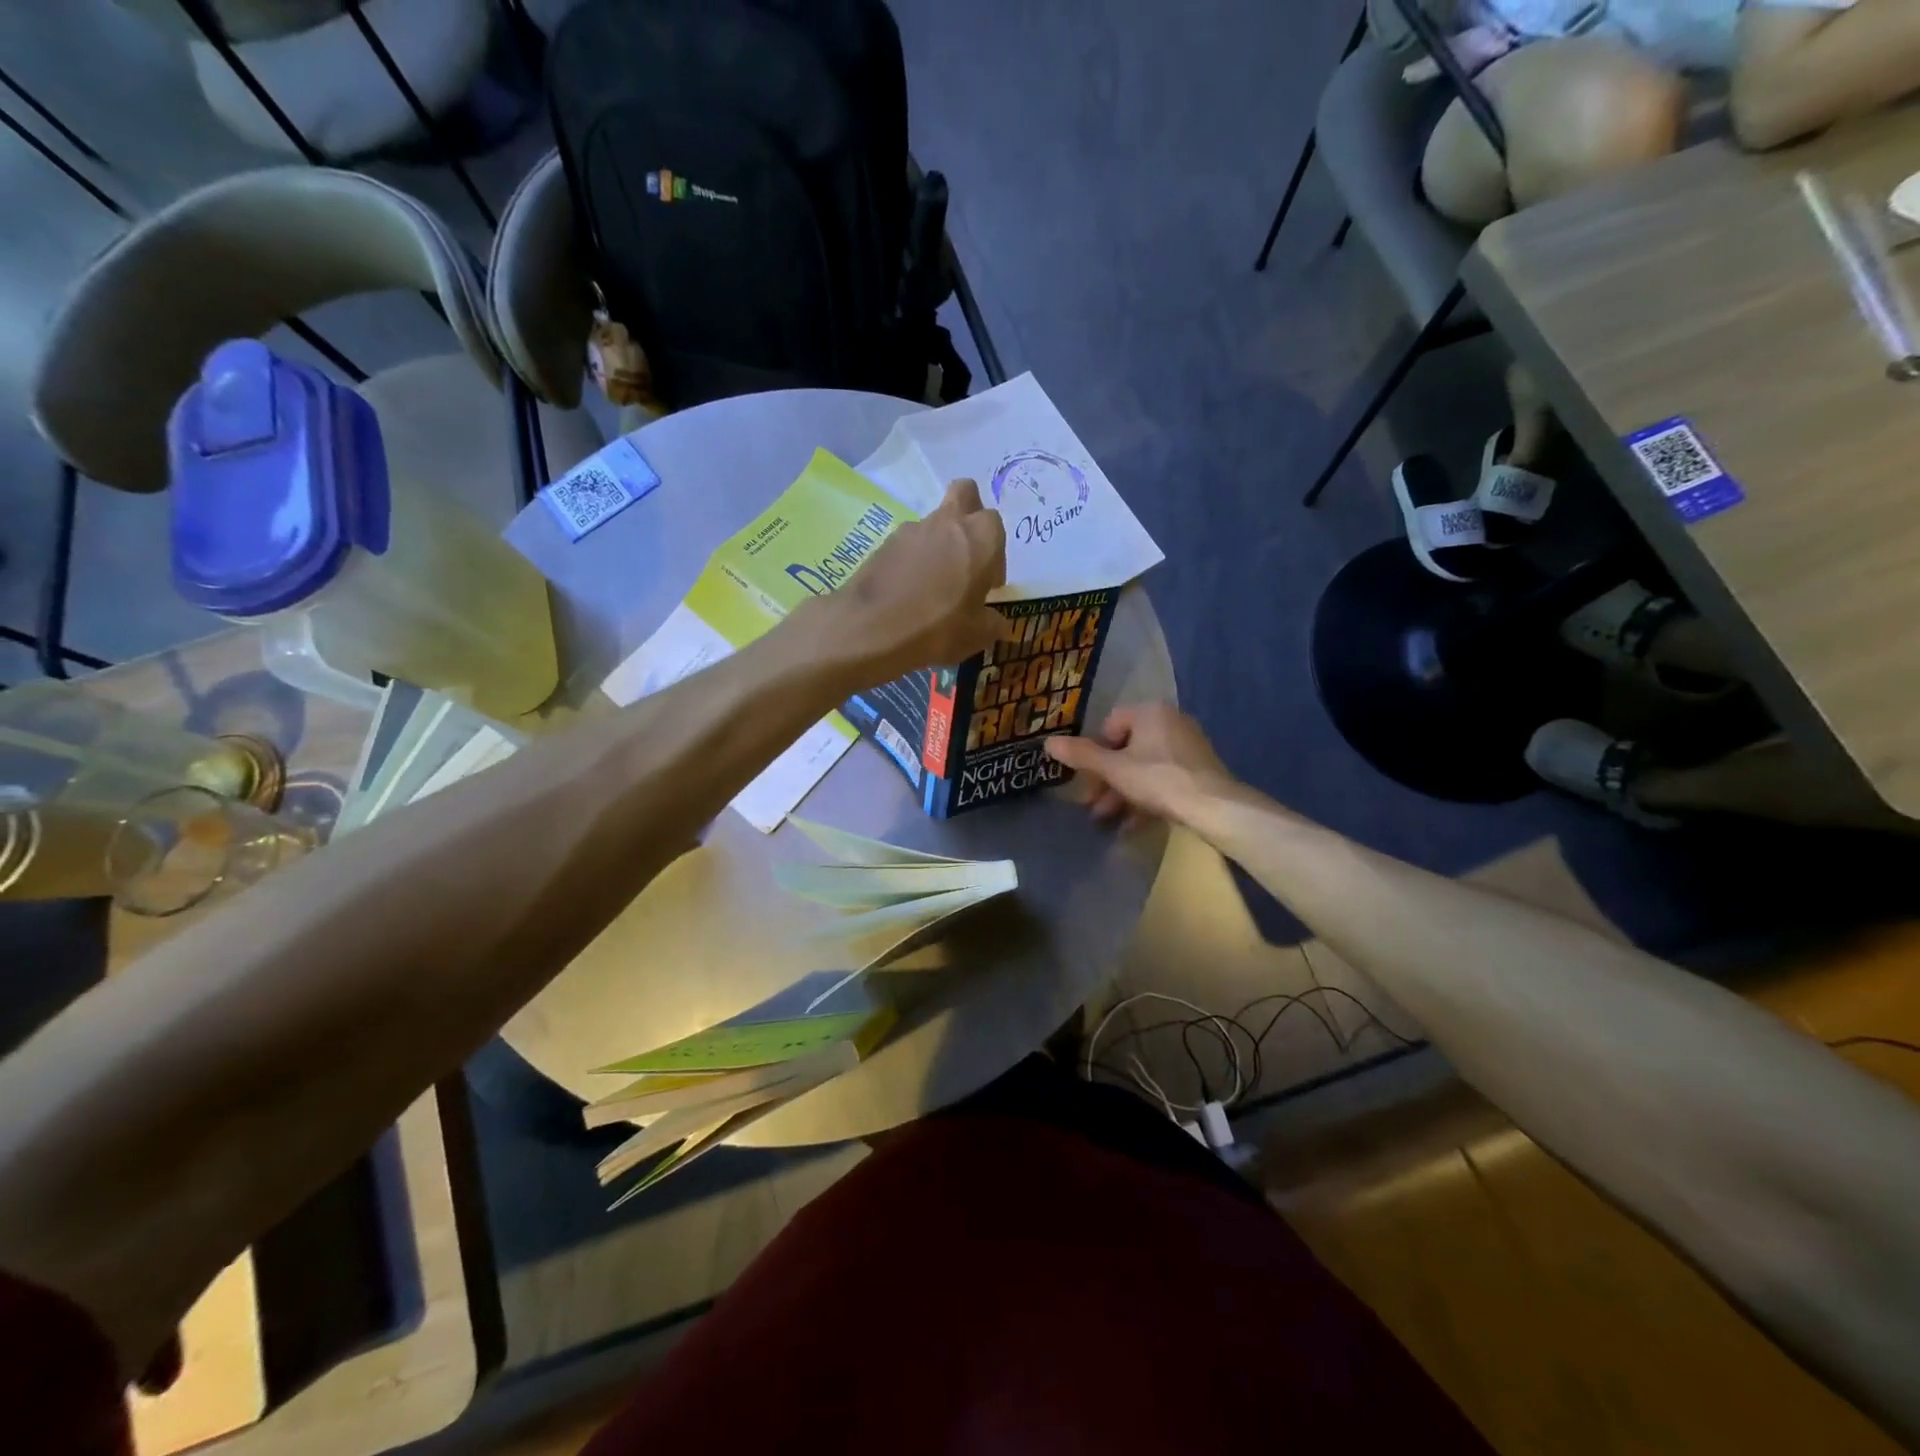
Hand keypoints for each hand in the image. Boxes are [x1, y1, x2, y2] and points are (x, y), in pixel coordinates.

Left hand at [812, 478, 1006, 684]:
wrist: (869, 629)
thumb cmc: (937, 628)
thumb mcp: (976, 636)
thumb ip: (992, 623)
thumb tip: (997, 622)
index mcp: (979, 537)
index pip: (996, 526)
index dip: (995, 554)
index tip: (988, 584)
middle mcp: (946, 523)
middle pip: (964, 494)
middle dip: (970, 515)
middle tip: (967, 557)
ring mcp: (910, 530)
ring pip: (933, 523)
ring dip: (938, 545)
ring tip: (932, 588)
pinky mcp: (883, 544)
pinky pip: (907, 546)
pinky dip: (912, 562)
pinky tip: (907, 594)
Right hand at [1045, 703, 1238, 823]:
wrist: (1214, 806)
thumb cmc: (1158, 779)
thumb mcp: (1113, 769)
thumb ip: (1081, 755)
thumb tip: (1047, 742)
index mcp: (1150, 712)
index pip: (1110, 724)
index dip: (1095, 752)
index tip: (1089, 778)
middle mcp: (1171, 721)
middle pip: (1127, 749)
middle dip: (1107, 779)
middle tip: (1094, 804)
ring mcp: (1188, 746)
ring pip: (1144, 767)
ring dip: (1123, 792)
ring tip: (1108, 819)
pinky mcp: (1199, 769)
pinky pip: (1163, 779)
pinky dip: (1146, 798)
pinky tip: (1132, 825)